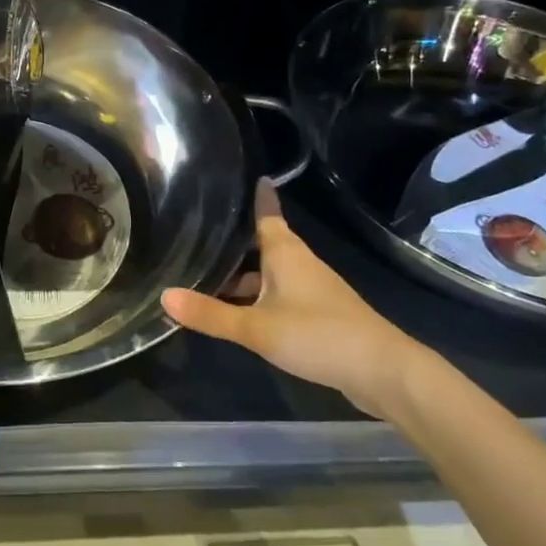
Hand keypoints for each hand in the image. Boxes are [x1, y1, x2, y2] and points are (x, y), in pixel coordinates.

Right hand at [161, 180, 429, 418]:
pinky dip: (259, 299)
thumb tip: (163, 296)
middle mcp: (298, 263)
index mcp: (284, 251)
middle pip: (262, 245)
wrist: (382, 371)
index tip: (246, 174)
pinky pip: (280, 296)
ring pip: (270, 273)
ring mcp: (311, 289)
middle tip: (198, 235)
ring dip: (244, 277)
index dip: (256, 194)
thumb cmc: (317, 334)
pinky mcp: (319, 314)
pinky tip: (240, 315)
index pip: (266, 212)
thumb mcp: (256, 327)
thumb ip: (210, 314)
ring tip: (208, 280)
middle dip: (234, 242)